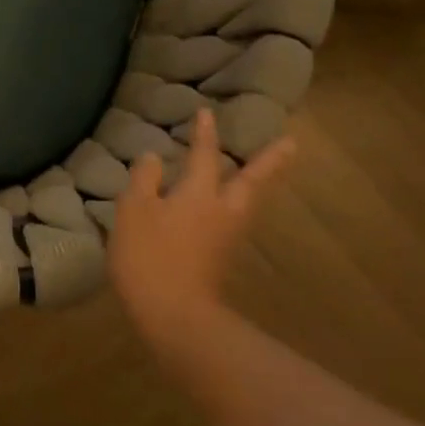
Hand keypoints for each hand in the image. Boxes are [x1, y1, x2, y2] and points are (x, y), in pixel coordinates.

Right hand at [109, 107, 294, 337]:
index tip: (207, 112)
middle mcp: (223, 210)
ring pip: (248, 201)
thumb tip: (154, 157)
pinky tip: (229, 205)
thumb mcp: (133, 211)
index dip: (204, 134)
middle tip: (291, 143)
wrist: (174, 312)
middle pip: (250, 180)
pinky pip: (236, 219)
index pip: (205, 156)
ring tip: (262, 170)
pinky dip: (239, 202)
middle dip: (268, 160)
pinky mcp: (222, 257)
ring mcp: (227, 236)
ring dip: (258, 182)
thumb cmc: (149, 255)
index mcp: (200, 194)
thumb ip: (144, 180)